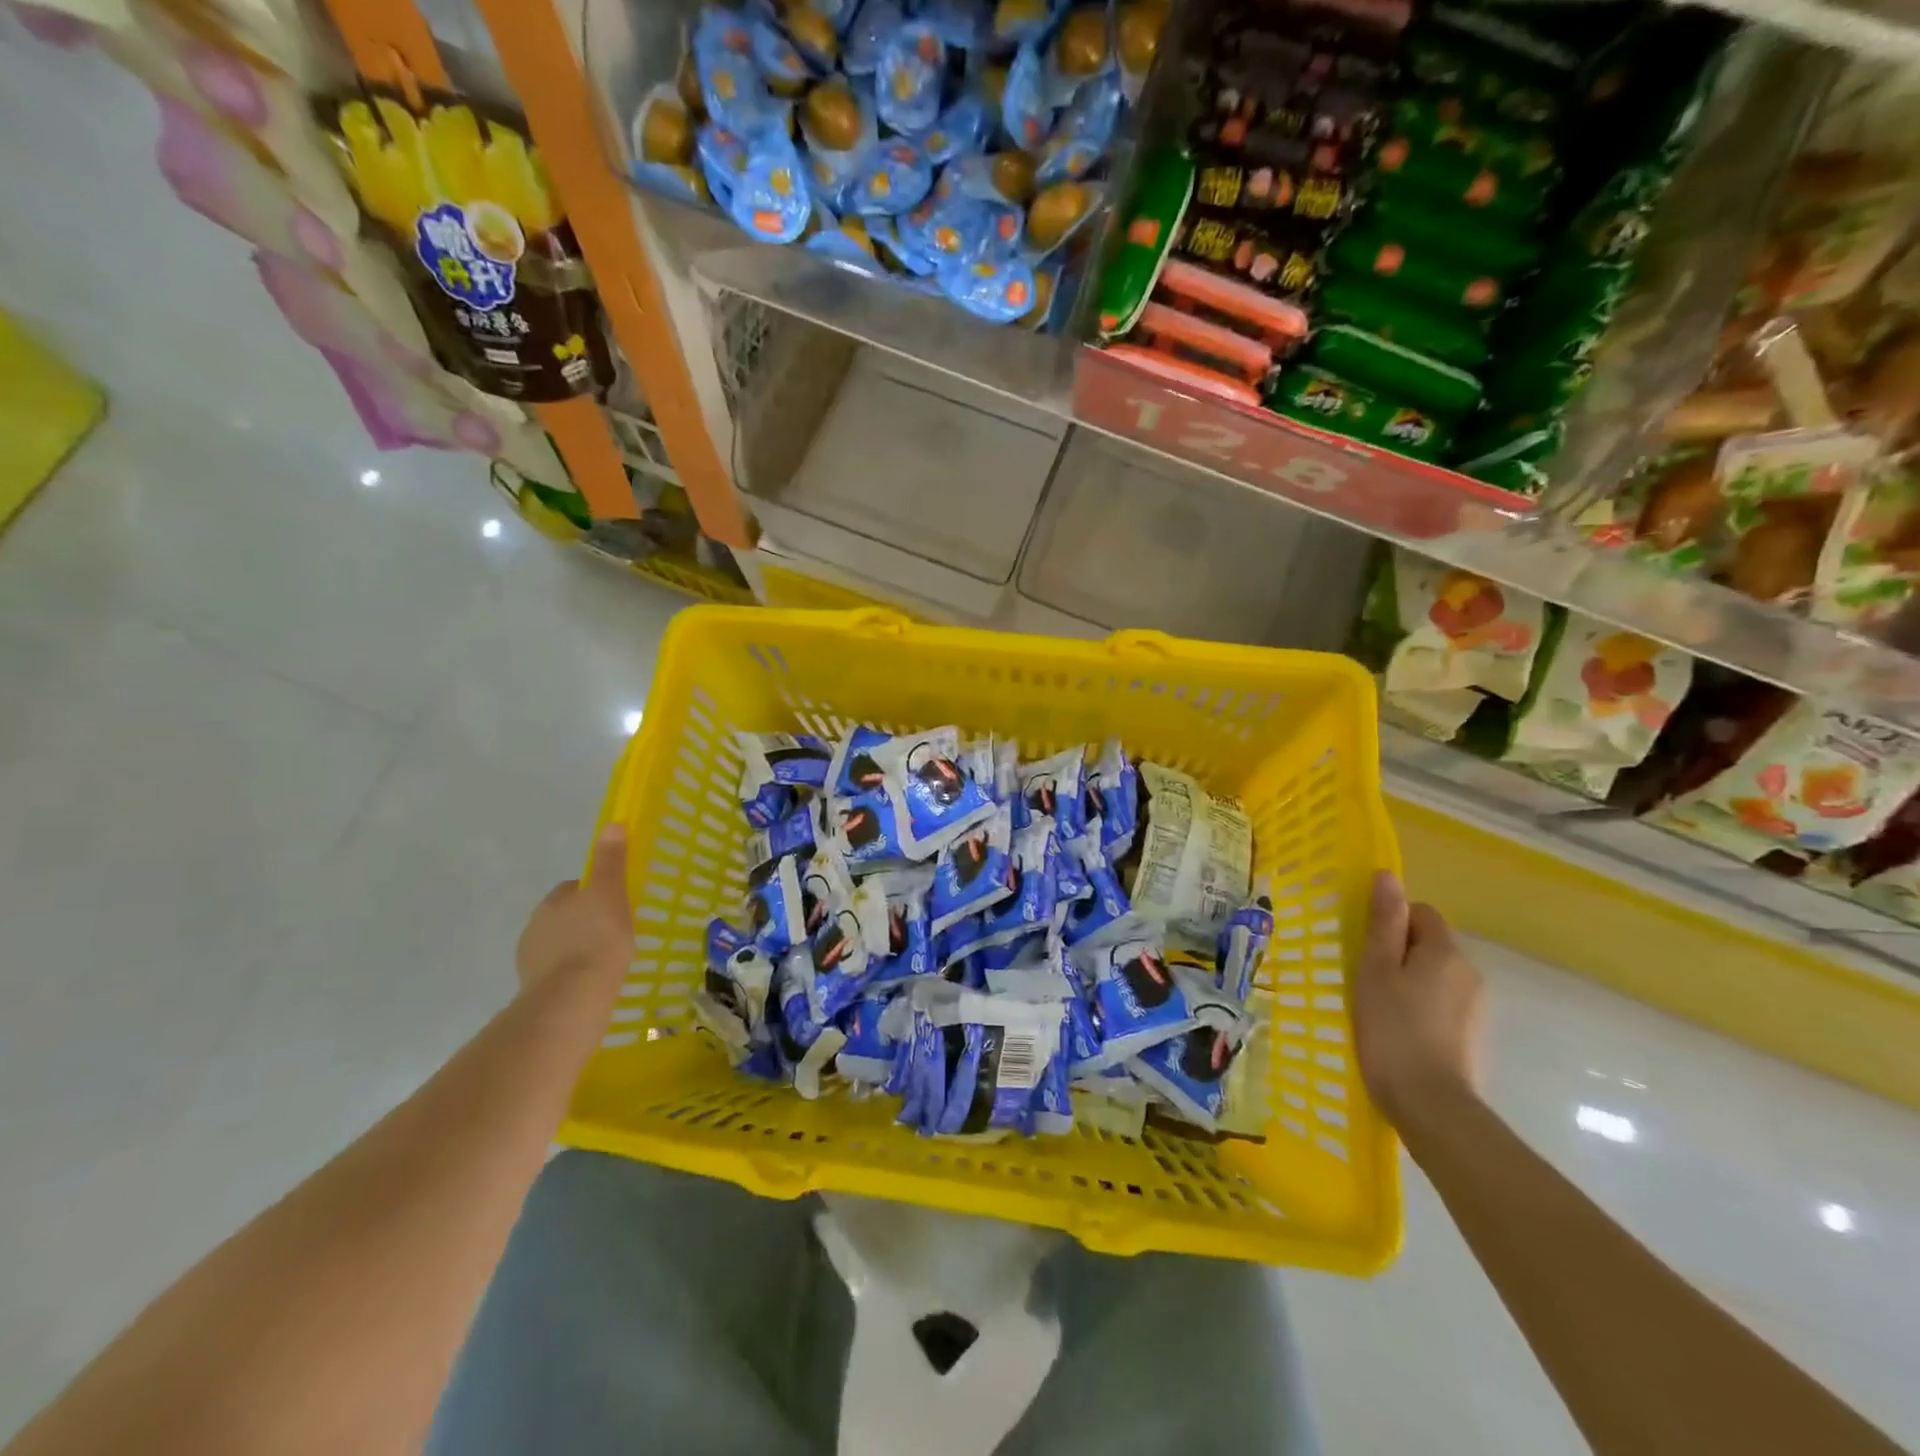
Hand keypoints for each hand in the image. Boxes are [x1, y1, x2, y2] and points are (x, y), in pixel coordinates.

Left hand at [515, 825, 632, 995]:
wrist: (572, 999)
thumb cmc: (597, 940)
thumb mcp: (610, 893)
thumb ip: (610, 861)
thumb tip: (613, 823)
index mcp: (552, 902)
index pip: (574, 889)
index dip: (596, 894)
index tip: (617, 904)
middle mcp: (535, 927)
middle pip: (566, 917)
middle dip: (585, 922)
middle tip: (615, 933)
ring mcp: (531, 961)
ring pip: (560, 946)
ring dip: (578, 950)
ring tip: (607, 962)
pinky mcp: (536, 991)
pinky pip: (559, 974)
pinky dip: (573, 975)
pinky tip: (593, 983)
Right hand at [1351, 871, 1483, 1124]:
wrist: (1430, 1104)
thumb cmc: (1392, 1028)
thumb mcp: (1376, 969)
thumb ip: (1383, 922)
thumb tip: (1387, 874)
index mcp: (1446, 951)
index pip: (1421, 913)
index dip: (1391, 922)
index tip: (1364, 946)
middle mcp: (1470, 972)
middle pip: (1429, 943)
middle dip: (1398, 952)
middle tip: (1364, 976)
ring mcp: (1475, 1006)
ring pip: (1434, 974)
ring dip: (1407, 980)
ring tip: (1377, 1006)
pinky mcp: (1471, 1035)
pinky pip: (1441, 1002)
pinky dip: (1419, 1006)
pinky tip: (1398, 1029)